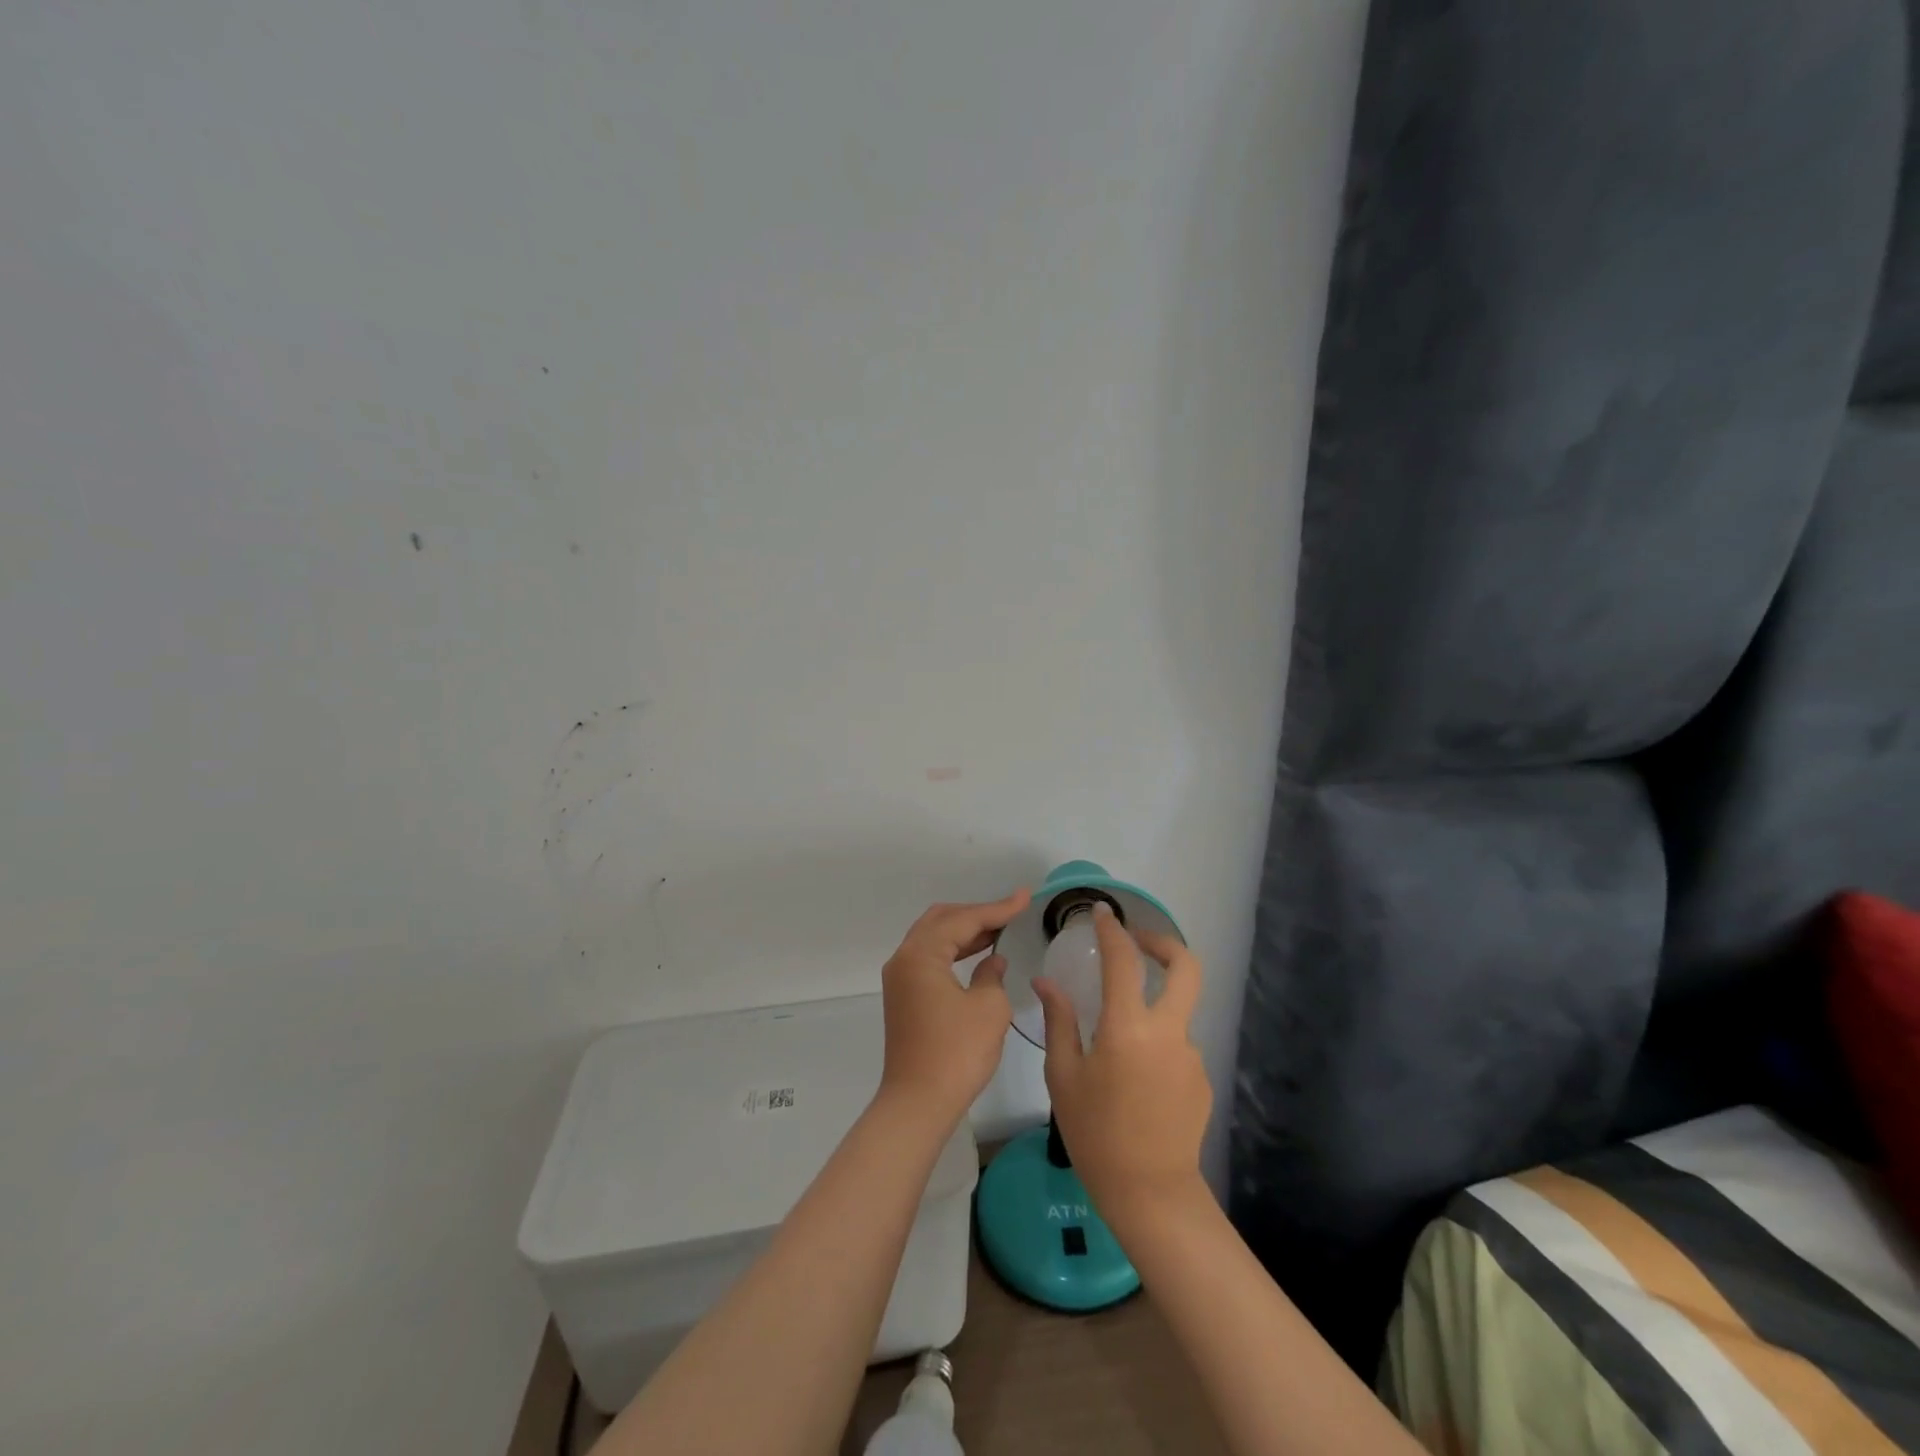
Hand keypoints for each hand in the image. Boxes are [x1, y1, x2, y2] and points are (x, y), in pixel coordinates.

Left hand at [878, 889, 1031, 1124]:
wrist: (918, 1104)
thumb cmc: (956, 1053)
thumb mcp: (989, 1009)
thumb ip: (992, 975)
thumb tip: (992, 961)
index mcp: (921, 954)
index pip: (963, 920)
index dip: (997, 908)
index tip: (1025, 897)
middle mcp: (904, 958)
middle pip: (942, 920)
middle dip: (977, 913)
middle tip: (1010, 912)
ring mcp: (900, 979)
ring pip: (934, 938)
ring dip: (965, 932)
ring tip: (1000, 928)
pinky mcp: (904, 997)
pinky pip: (931, 958)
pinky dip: (954, 951)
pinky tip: (979, 955)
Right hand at [1036, 902, 1210, 1220]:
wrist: (1150, 1194)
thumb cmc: (1095, 1133)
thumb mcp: (1063, 1076)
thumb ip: (1059, 1021)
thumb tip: (1047, 983)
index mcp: (1128, 1027)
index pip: (1123, 960)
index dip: (1113, 930)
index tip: (1102, 913)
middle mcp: (1168, 1032)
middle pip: (1185, 967)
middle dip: (1163, 944)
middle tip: (1137, 943)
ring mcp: (1191, 1055)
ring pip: (1177, 1010)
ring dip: (1153, 1006)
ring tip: (1118, 1040)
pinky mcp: (1201, 1078)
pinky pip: (1177, 1045)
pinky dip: (1157, 1043)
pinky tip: (1135, 1077)